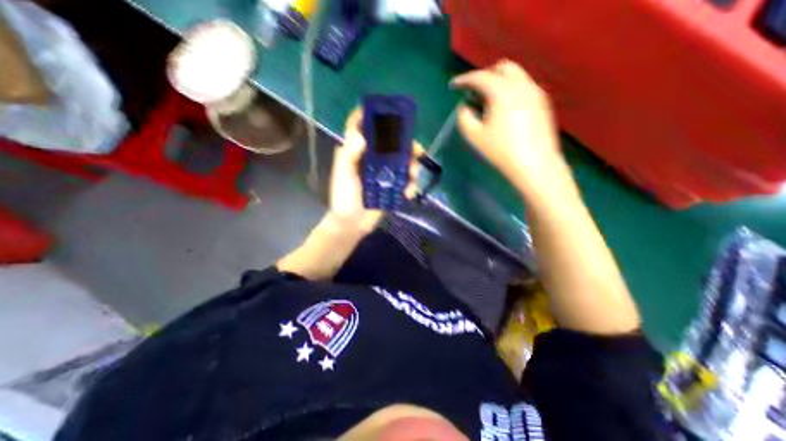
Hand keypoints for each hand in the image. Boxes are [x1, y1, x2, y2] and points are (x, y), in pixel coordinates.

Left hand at [327, 105, 420, 234]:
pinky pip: (405, 181)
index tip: (386, 111)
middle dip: (405, 144)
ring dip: (412, 167)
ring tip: (413, 176)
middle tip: (416, 150)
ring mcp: (384, 173)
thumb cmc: (344, 198)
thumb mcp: (343, 175)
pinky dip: (410, 185)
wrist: (352, 224)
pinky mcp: (392, 187)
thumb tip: (362, 135)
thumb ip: (350, 155)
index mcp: (357, 152)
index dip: (370, 116)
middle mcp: (372, 159)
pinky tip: (408, 193)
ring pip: (403, 162)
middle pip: (391, 143)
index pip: (362, 128)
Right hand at [456, 60, 572, 200]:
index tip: (453, 85)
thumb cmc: (501, 151)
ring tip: (487, 99)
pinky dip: (510, 88)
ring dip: (498, 80)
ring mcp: (535, 92)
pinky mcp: (543, 102)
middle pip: (502, 67)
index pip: (480, 77)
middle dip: (484, 75)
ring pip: (516, 75)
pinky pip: (524, 86)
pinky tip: (504, 106)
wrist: (534, 163)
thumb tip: (465, 107)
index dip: (464, 79)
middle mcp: (522, 85)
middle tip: (473, 90)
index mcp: (503, 91)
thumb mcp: (474, 136)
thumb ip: (464, 117)